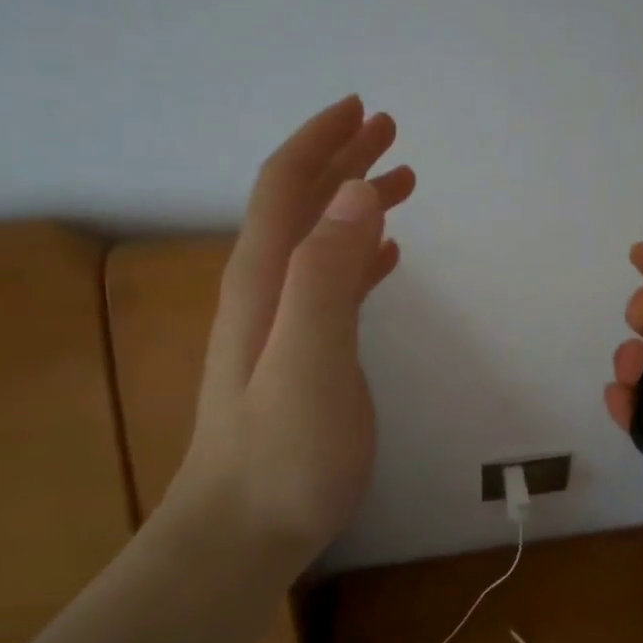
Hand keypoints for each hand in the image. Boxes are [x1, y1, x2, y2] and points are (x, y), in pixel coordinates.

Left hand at [171, 96, 415, 561]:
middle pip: (302, 203)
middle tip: (390, 131)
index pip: (285, 185)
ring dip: (355, 200)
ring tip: (400, 180)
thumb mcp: (309, 359)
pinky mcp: (303, 351)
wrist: (242, 533)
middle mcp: (268, 288)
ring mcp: (283, 321)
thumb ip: (326, 274)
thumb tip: (353, 192)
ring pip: (320, 238)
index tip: (362, 109)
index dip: (320, 141)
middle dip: (342, 158)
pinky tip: (386, 253)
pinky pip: (333, 281)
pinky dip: (359, 252)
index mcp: (265, 277)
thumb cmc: (283, 453)